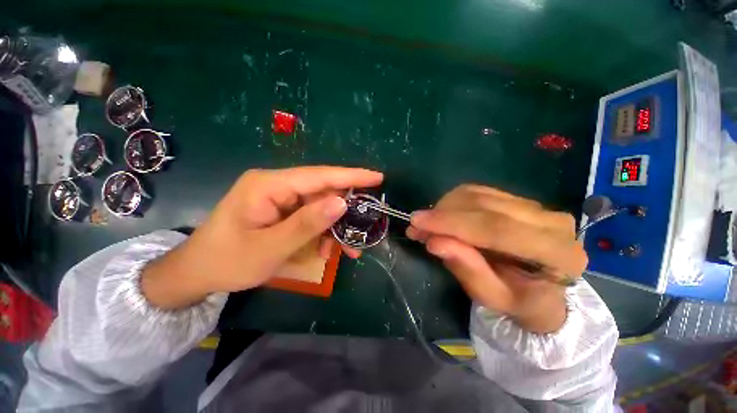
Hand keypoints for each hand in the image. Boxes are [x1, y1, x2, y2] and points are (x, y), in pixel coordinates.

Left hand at [142, 166, 382, 308]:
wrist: (198, 272)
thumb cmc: (227, 261)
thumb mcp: (270, 248)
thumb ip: (307, 224)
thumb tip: (341, 203)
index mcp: (268, 185)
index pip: (318, 176)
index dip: (350, 176)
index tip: (377, 177)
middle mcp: (276, 184)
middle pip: (322, 191)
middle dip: (344, 212)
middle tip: (362, 231)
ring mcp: (279, 197)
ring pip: (319, 206)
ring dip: (334, 227)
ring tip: (345, 249)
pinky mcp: (282, 209)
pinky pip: (311, 215)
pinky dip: (322, 232)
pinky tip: (326, 249)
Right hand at [406, 185, 586, 333]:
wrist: (544, 290)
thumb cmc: (520, 302)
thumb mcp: (492, 297)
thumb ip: (468, 270)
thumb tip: (435, 242)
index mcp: (557, 253)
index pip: (497, 228)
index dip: (452, 223)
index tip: (417, 222)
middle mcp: (550, 221)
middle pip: (484, 206)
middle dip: (442, 214)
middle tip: (415, 225)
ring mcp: (535, 205)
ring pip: (477, 195)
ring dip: (445, 207)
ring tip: (426, 225)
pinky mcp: (518, 199)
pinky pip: (477, 192)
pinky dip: (453, 202)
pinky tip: (442, 216)